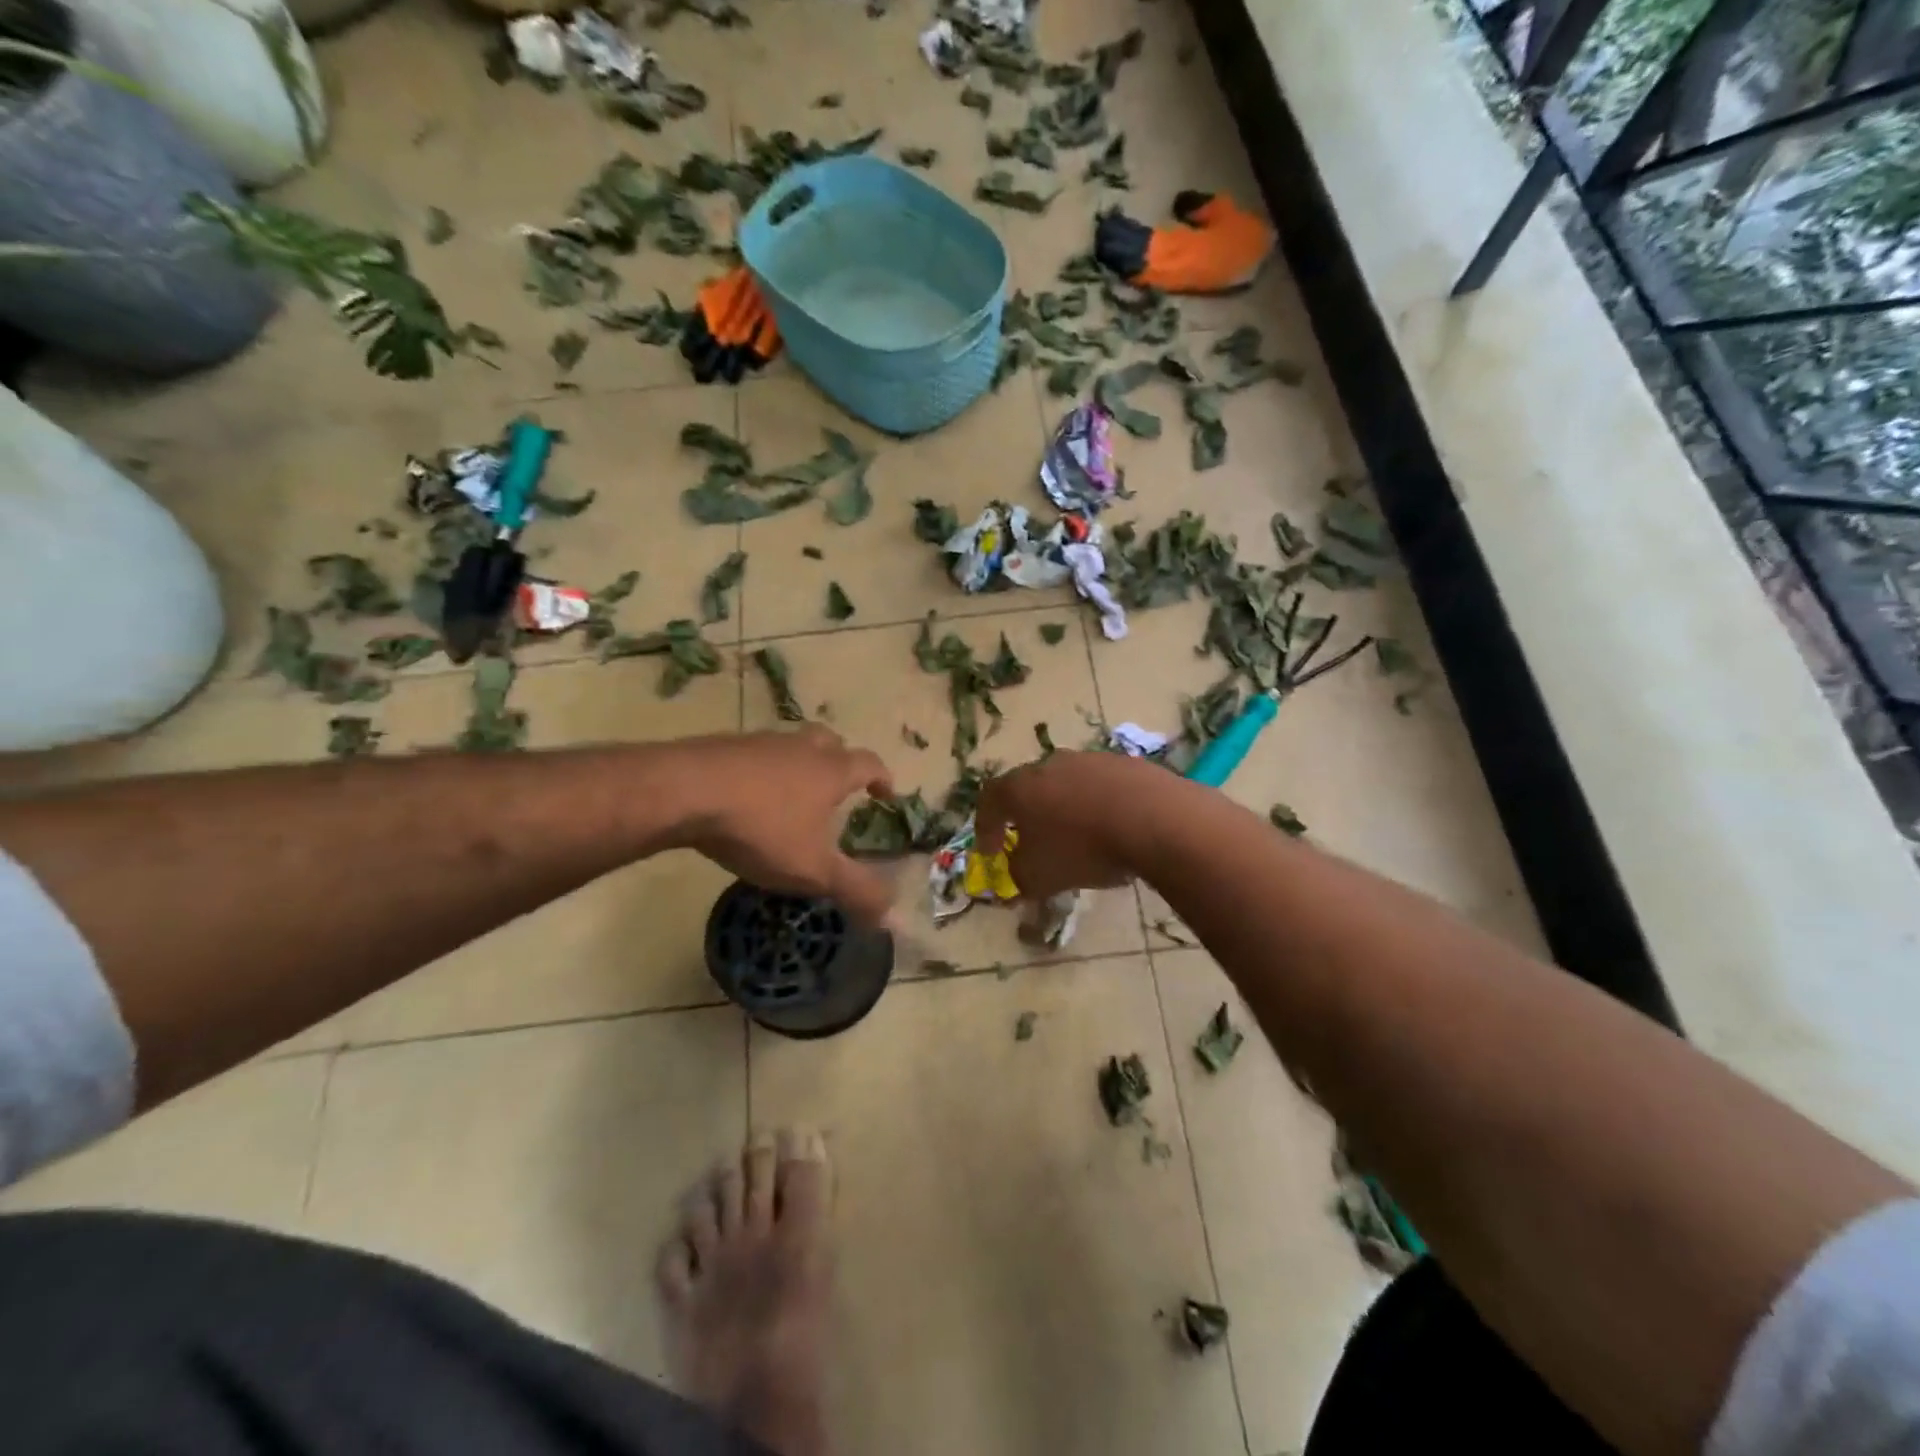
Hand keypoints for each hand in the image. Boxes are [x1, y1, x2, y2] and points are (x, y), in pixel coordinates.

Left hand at [673, 726, 895, 925]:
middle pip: (829, 741)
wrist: (684, 792)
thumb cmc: (761, 828)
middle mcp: (799, 748)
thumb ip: (855, 890)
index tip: (886, 793)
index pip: (868, 763)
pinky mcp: (720, 747)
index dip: (882, 777)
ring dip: (796, 764)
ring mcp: (758, 743)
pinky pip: (751, 755)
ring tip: (790, 794)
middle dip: (839, 760)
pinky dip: (758, 772)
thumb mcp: (813, 869)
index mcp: (830, 770)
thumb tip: (893, 916)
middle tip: (837, 785)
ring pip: (788, 746)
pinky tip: (744, 797)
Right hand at [974, 751, 1163, 899]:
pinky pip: (1103, 788)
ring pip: (1068, 785)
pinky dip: (1100, 807)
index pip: (989, 800)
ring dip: (1066, 810)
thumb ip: (1019, 878)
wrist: (1154, 820)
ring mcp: (1090, 759)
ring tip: (1079, 839)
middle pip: (1029, 788)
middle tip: (1033, 842)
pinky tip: (1114, 831)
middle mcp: (1050, 764)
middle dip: (1028, 816)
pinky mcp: (1126, 764)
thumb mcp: (1039, 877)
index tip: (990, 853)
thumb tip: (1017, 877)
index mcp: (1020, 787)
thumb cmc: (1082, 849)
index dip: (986, 828)